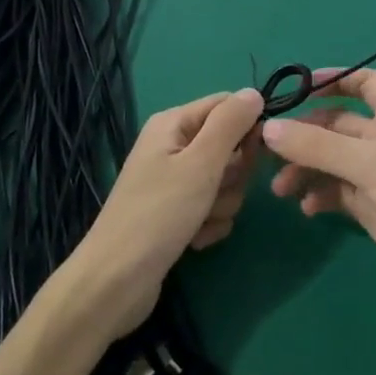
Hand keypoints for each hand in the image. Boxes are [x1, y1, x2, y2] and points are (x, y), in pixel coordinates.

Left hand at [71, 88, 264, 334]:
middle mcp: (172, 146)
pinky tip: (195, 240)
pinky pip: (212, 208)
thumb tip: (254, 92)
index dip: (248, 127)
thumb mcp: (201, 163)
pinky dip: (210, 224)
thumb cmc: (159, 214)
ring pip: (224, 181)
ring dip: (222, 203)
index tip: (259, 153)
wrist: (116, 282)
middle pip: (228, 145)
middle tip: (217, 191)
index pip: (227, 105)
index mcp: (173, 124)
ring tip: (200, 221)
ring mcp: (173, 182)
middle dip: (233, 173)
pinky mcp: (176, 213)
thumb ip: (230, 124)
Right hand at [262, 69, 375, 330]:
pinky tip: (306, 209)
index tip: (295, 89)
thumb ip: (316, 145)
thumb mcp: (367, 164)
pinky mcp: (375, 208)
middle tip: (266, 151)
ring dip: (305, 168)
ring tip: (279, 189)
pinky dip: (320, 195)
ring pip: (332, 160)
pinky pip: (338, 192)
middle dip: (304, 134)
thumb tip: (267, 128)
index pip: (364, 82)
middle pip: (337, 124)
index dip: (333, 79)